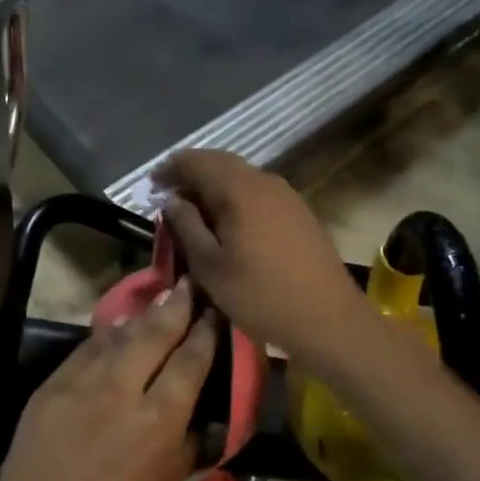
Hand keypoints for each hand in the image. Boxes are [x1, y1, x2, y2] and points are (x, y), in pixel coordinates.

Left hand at [0, 284, 215, 480]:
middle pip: (153, 333)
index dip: (204, 333)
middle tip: (189, 283)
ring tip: (159, 298)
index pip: (189, 362)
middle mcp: (118, 392)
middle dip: (175, 306)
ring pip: (115, 336)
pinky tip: (115, 332)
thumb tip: (195, 417)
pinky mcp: (47, 389)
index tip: (214, 312)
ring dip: (140, 316)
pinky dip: (104, 340)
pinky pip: (82, 354)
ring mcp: (77, 386)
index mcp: (156, 424)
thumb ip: (180, 448)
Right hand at [156, 149, 369, 366]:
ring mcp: (287, 195)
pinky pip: (258, 192)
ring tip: (194, 211)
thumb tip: (173, 200)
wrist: (329, 320)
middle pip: (220, 163)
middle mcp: (265, 181)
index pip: (196, 161)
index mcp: (239, 189)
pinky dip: (235, 198)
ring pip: (241, 177)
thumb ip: (186, 226)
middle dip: (191, 174)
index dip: (169, 169)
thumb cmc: (260, 296)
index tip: (150, 187)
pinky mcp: (299, 212)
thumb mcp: (210, 266)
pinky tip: (228, 223)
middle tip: (168, 195)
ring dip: (213, 186)